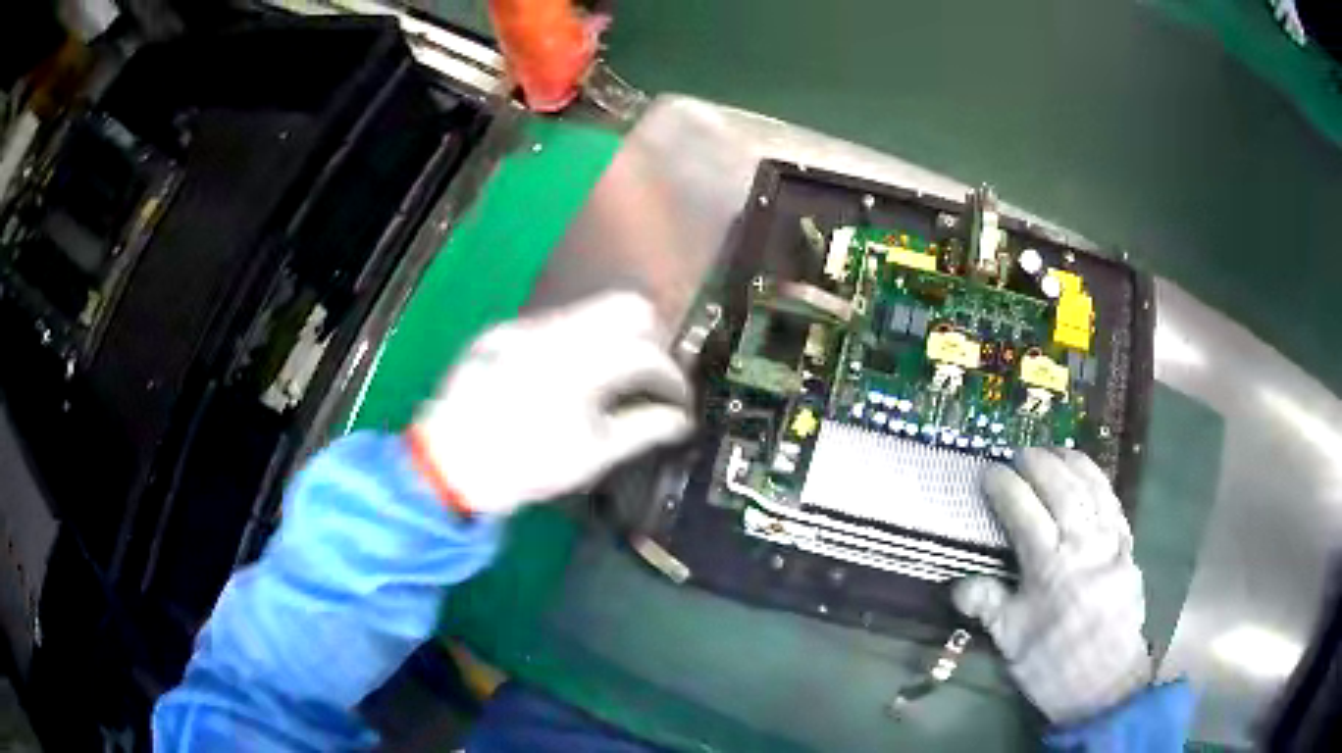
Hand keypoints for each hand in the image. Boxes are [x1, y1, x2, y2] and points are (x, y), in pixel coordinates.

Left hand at [409, 292, 693, 516]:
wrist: (448, 464)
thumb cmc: (523, 467)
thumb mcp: (590, 456)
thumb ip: (643, 429)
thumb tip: (679, 419)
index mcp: (580, 366)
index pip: (647, 352)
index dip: (671, 376)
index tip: (675, 397)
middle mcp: (555, 331)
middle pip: (626, 305)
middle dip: (650, 337)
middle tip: (649, 375)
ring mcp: (525, 327)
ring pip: (589, 312)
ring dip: (611, 339)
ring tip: (608, 379)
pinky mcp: (502, 332)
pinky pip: (552, 324)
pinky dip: (573, 344)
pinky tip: (562, 379)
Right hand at [953, 448, 1150, 723]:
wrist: (1104, 683)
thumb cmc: (1051, 664)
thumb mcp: (1012, 641)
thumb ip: (988, 605)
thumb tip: (957, 583)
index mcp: (1049, 568)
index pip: (1024, 512)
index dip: (1004, 487)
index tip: (988, 472)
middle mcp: (1082, 545)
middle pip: (1061, 488)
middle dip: (1038, 463)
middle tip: (1019, 454)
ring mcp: (1110, 542)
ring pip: (1093, 487)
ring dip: (1072, 463)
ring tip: (1054, 451)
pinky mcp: (1128, 547)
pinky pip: (1114, 502)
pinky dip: (1100, 482)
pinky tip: (1089, 475)